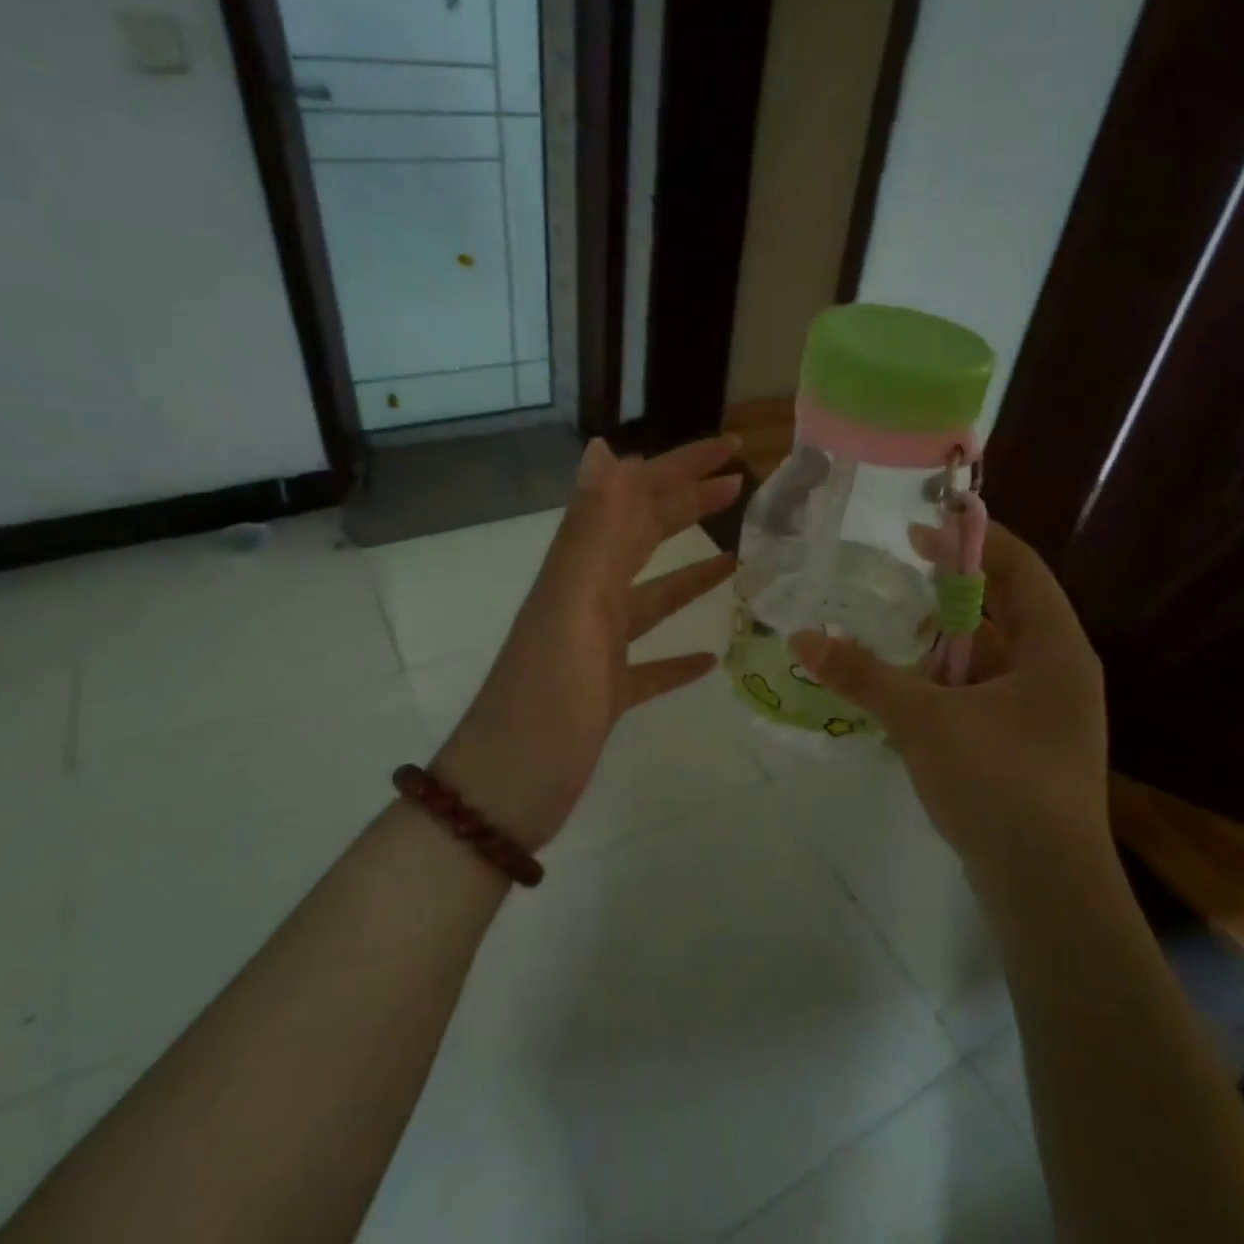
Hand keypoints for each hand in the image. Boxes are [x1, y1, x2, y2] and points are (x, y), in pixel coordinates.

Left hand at [433, 435, 741, 850]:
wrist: (502, 797)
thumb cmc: (543, 704)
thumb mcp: (570, 610)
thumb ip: (591, 533)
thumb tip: (606, 449)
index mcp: (580, 574)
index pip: (634, 499)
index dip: (679, 468)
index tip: (731, 447)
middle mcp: (587, 600)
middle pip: (643, 538)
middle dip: (688, 505)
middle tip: (741, 487)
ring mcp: (596, 649)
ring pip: (650, 596)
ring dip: (690, 573)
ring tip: (737, 558)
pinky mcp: (605, 694)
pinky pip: (649, 664)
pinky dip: (678, 655)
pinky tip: (708, 658)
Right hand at [789, 521, 1107, 896]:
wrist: (1046, 891)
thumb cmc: (998, 785)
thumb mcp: (925, 721)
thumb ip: (864, 675)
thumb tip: (802, 639)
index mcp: (1056, 648)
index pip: (1019, 568)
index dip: (973, 540)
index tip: (921, 530)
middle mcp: (1059, 671)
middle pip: (1006, 607)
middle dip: (953, 588)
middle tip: (899, 570)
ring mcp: (1047, 711)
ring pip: (993, 653)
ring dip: (947, 637)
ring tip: (894, 623)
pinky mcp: (1028, 744)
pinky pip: (987, 689)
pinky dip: (950, 677)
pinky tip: (909, 683)